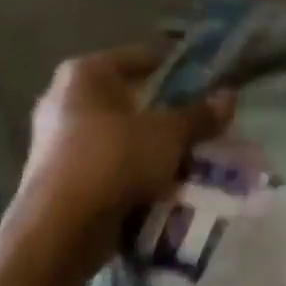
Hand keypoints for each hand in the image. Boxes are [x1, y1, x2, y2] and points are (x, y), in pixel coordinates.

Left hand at [7, 45, 234, 270]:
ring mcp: (56, 140)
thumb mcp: (169, 134)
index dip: (176, 66)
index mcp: (85, 74)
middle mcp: (64, 99)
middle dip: (165, 113)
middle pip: (130, 99)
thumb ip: (199, 115)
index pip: (141, 58)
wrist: (60, 228)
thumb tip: (229, 97)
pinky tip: (162, 185)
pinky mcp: (57, 176)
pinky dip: (133, 171)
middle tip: (201, 123)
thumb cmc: (115, 160)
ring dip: (151, 146)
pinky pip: (108, 164)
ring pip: (120, 135)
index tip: (206, 79)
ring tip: (189, 157)